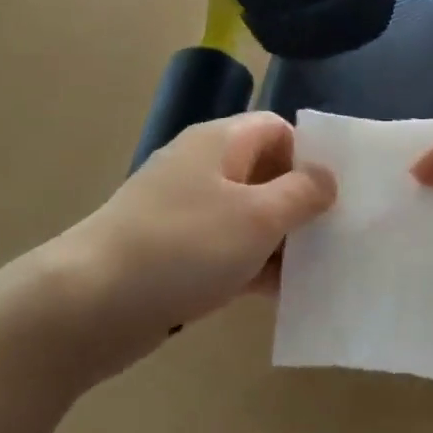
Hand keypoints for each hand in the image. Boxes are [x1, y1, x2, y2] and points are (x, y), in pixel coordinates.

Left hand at [50, 112, 335, 375]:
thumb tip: (326, 176)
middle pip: (265, 175)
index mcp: (219, 143)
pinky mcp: (176, 256)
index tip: (339, 196)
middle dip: (302, 204)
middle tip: (340, 238)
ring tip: (322, 271)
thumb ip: (301, 194)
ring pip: (248, 219)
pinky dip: (254, 268)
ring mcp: (186, 215)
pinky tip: (283, 295)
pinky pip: (227, 252)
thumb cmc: (184, 247)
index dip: (310, 156)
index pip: (277, 129)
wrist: (92, 303)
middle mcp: (201, 170)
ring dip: (282, 242)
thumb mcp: (257, 217)